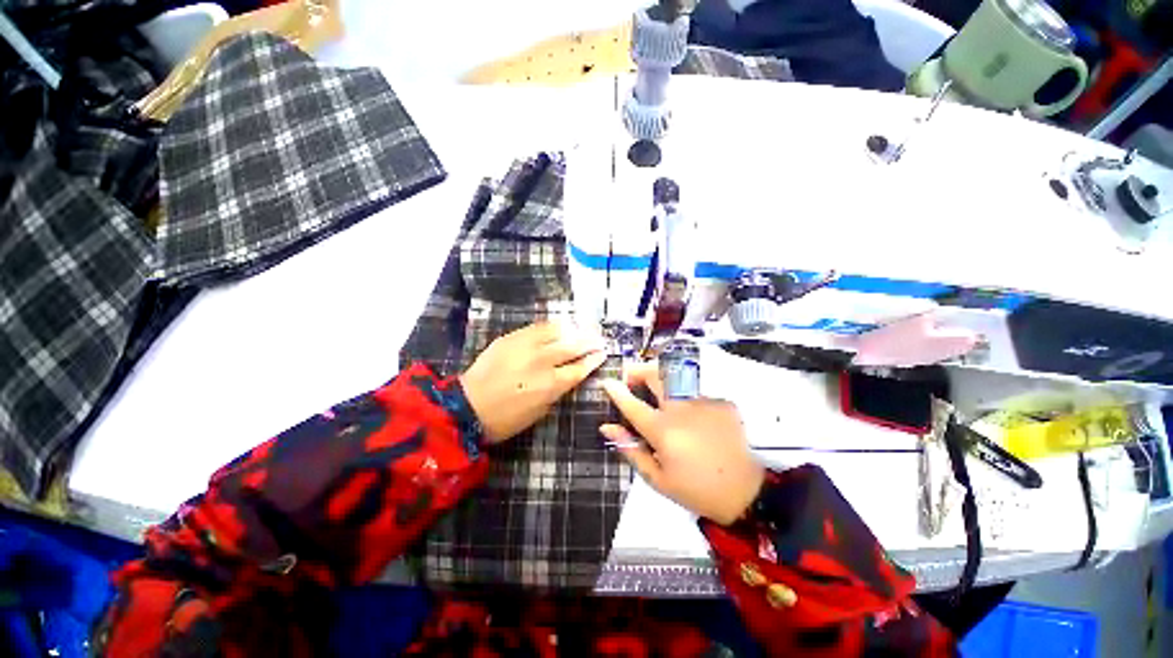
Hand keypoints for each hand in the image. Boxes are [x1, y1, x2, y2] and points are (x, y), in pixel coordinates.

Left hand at [460, 322, 606, 443]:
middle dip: (589, 341)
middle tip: (599, 337)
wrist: (467, 407)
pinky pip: (537, 327)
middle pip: (573, 346)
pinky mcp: (511, 337)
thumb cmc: (506, 419)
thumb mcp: (540, 411)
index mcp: (550, 384)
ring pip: (557, 331)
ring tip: (583, 327)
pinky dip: (552, 326)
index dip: (593, 360)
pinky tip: (560, 325)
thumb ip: (558, 390)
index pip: (580, 368)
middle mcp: (542, 361)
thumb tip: (570, 375)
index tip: (603, 353)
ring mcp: (525, 346)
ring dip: (574, 329)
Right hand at [600, 363, 764, 524]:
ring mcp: (703, 402)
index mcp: (663, 431)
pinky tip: (690, 411)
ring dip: (661, 378)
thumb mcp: (657, 478)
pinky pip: (696, 391)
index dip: (616, 390)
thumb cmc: (696, 489)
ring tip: (656, 388)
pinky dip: (685, 395)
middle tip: (632, 377)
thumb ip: (630, 448)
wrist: (746, 492)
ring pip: (676, 377)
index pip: (632, 404)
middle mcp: (681, 409)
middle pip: (655, 375)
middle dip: (639, 370)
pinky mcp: (721, 402)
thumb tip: (607, 427)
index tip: (607, 382)